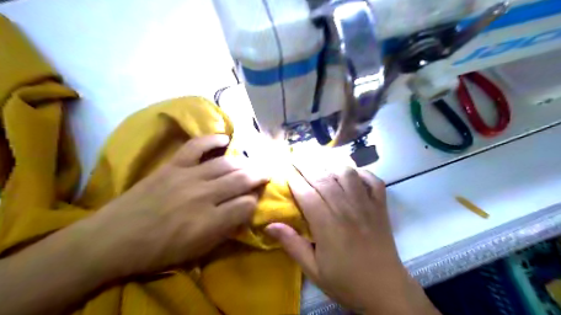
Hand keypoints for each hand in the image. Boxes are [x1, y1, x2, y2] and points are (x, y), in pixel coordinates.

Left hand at [79, 134, 269, 278]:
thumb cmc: (159, 250)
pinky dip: (212, 140)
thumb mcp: (198, 251)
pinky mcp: (173, 166)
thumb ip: (225, 231)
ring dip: (243, 163)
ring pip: (226, 164)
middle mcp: (204, 195)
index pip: (246, 205)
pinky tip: (224, 139)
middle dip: (258, 176)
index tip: (256, 200)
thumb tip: (243, 213)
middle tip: (266, 173)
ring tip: (251, 163)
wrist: (114, 239)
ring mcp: (188, 177)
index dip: (255, 201)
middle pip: (241, 180)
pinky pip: (196, 146)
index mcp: (210, 222)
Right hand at [266, 166, 440, 313]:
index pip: (307, 194)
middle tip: (296, 156)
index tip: (286, 170)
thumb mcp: (313, 269)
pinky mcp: (381, 207)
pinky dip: (362, 172)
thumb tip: (269, 225)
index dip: (294, 179)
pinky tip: (352, 172)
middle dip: (307, 165)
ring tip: (320, 159)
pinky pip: (373, 181)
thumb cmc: (345, 281)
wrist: (385, 290)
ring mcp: (366, 205)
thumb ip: (292, 244)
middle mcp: (346, 209)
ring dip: (332, 163)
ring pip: (347, 174)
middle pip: (324, 178)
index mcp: (328, 225)